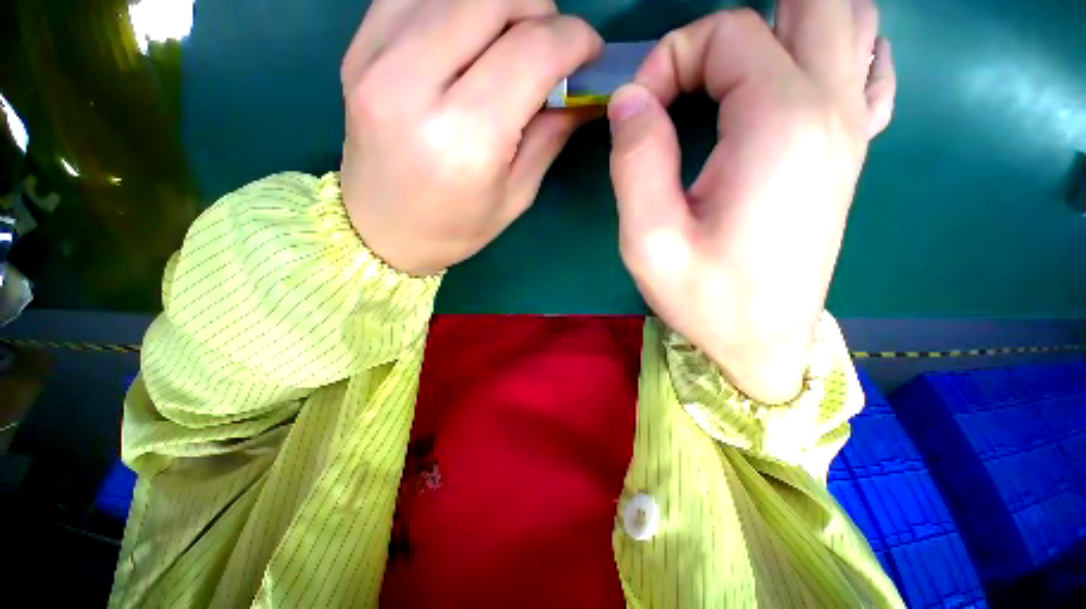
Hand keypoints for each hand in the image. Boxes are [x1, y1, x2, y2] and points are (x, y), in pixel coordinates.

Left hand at [339, 0, 601, 275]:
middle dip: (540, 12)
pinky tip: (467, 37)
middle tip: (548, 49)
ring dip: (500, 4)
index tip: (589, 55)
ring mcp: (377, 57)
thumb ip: (551, 135)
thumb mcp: (515, 196)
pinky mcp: (359, 46)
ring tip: (510, 43)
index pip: (533, 50)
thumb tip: (584, 90)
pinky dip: (457, 3)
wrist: (379, 231)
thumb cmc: (455, 229)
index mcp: (465, 137)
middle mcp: (415, 83)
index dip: (575, 40)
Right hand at [607, 0, 895, 402]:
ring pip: (848, 21)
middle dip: (733, 26)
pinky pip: (866, 66)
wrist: (763, 343)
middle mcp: (830, 109)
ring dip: (790, 21)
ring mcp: (850, 128)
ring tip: (733, 66)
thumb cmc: (705, 298)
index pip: (725, 33)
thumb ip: (635, 162)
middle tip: (689, 73)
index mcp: (779, 125)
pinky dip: (834, 47)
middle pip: (807, 3)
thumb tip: (629, 100)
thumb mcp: (649, 241)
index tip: (638, 115)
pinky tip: (796, 75)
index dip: (668, 60)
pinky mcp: (849, 152)